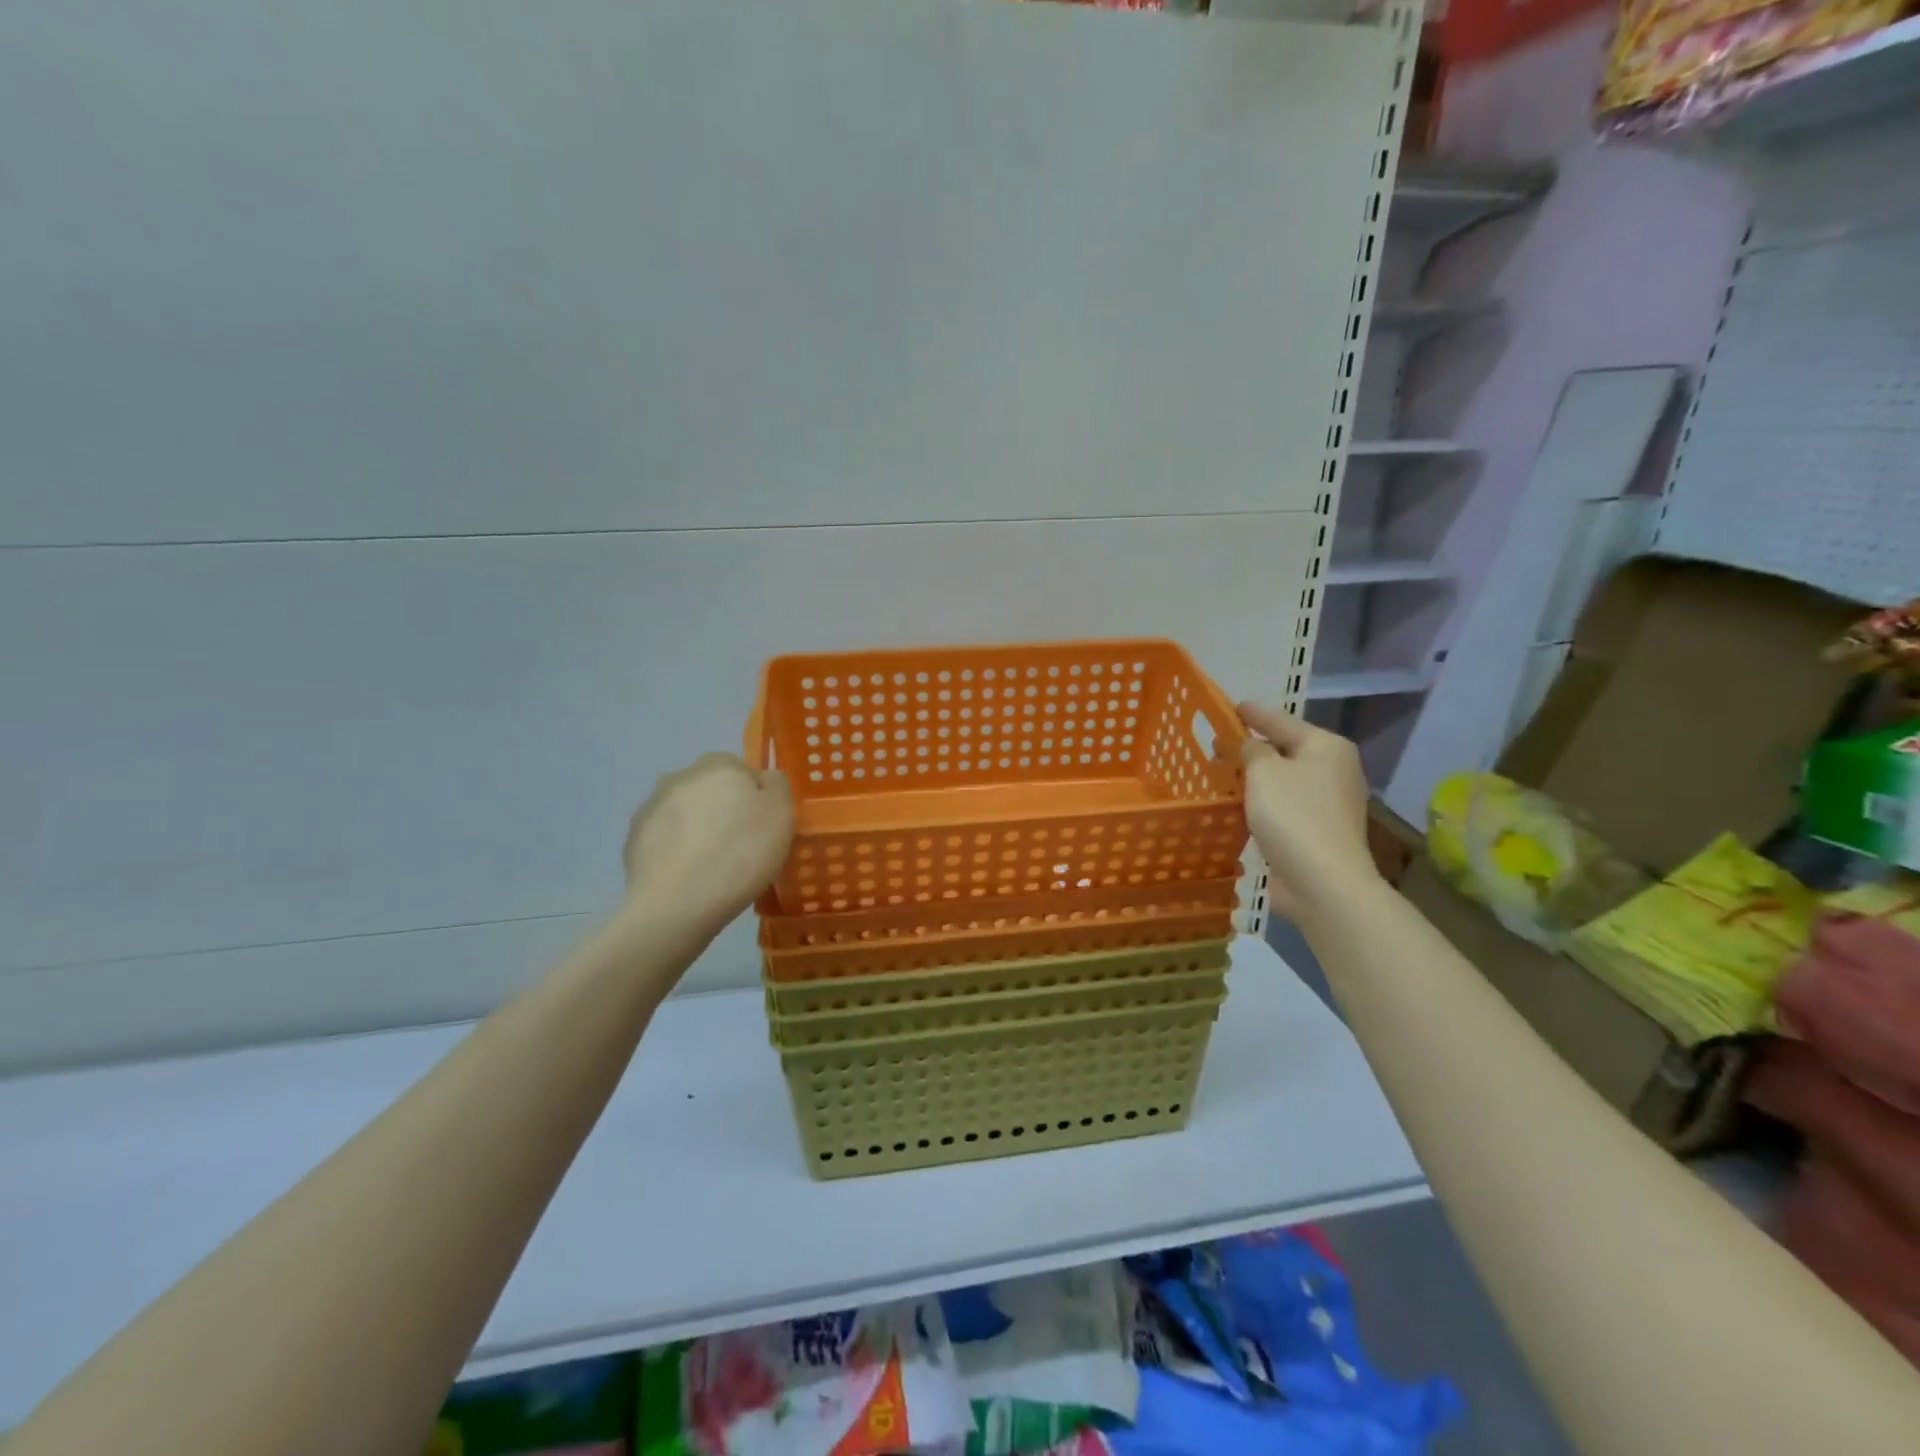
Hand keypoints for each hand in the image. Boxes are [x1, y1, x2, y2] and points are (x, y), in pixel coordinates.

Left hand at [621, 753, 794, 934]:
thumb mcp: (781, 814)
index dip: (755, 798)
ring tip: (712, 868)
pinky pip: (664, 839)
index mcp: (718, 765)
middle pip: (711, 790)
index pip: (742, 771)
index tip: (762, 828)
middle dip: (724, 811)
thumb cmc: (740, 854)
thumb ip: (777, 785)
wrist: (676, 905)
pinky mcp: (632, 839)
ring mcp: (651, 807)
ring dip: (697, 830)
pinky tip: (687, 877)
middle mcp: (680, 776)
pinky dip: (676, 852)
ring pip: (685, 813)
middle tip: (740, 848)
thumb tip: (762, 780)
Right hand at [1238, 702, 1380, 922]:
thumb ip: (1252, 750)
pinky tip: (1241, 806)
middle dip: (1253, 749)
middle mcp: (1335, 770)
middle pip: (1286, 750)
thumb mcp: (1263, 771)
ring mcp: (1331, 803)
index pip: (1282, 721)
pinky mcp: (1320, 831)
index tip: (1231, 707)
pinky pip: (1286, 806)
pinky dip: (1264, 802)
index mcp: (1327, 747)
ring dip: (1257, 778)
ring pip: (1284, 780)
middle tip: (1218, 746)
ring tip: (1224, 775)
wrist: (1322, 881)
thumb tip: (1251, 747)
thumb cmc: (1293, 815)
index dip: (1254, 714)